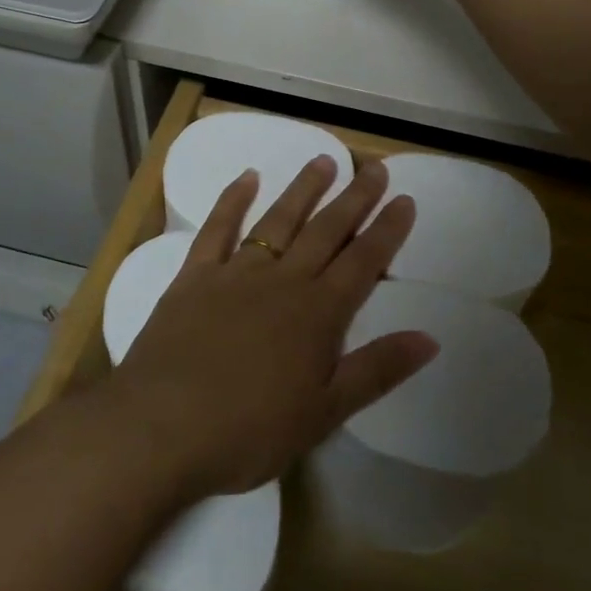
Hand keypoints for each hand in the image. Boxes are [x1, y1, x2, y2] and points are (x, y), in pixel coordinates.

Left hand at [106, 155, 436, 498]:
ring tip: (324, 160)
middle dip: (354, 197)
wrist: (161, 428)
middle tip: (374, 167)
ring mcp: (236, 273)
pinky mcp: (195, 277)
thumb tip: (430, 338)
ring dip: (304, 189)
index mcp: (318, 313)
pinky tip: (247, 177)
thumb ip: (377, 370)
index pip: (363, 261)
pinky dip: (233, 200)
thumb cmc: (250, 430)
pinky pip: (218, 229)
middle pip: (326, 230)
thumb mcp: (325, 412)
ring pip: (279, 220)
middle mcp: (283, 281)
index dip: (387, 230)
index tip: (404, 199)